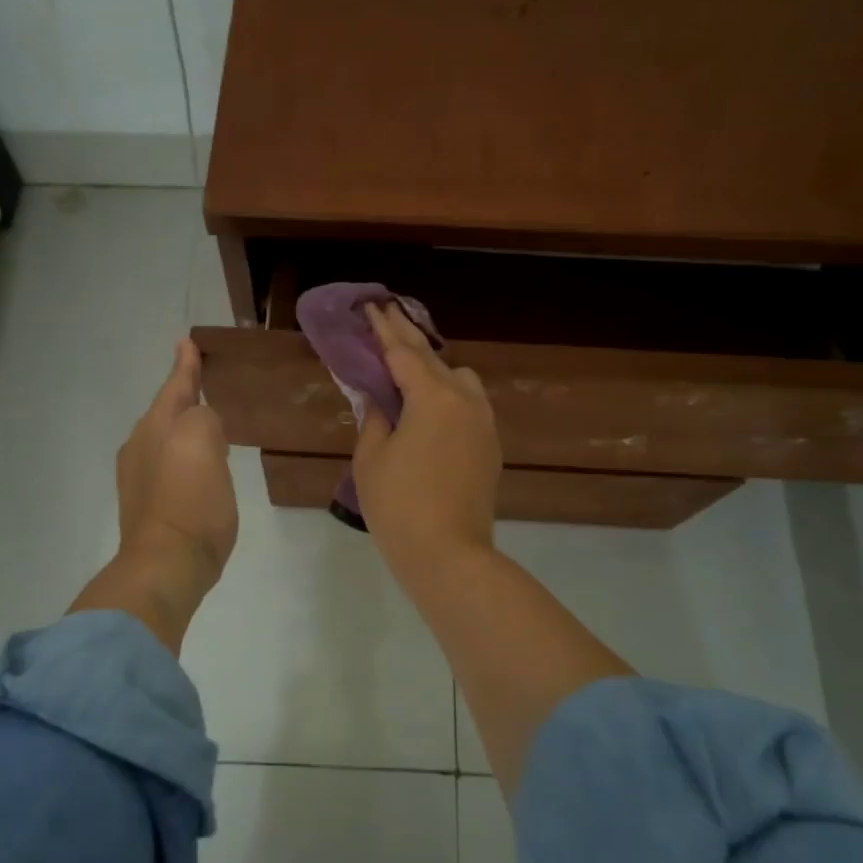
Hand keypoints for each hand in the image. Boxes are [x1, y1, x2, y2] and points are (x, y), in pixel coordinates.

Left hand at [71, 339, 236, 651]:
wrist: (167, 564)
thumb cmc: (190, 500)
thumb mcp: (204, 442)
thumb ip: (204, 418)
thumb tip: (201, 426)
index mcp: (156, 426)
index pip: (176, 386)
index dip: (185, 365)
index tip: (186, 341)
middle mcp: (141, 446)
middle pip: (167, 411)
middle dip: (184, 397)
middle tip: (203, 384)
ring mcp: (140, 478)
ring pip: (166, 438)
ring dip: (184, 428)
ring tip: (207, 425)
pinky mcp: (148, 506)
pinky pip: (169, 466)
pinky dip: (184, 457)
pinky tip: (198, 468)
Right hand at [353, 303, 500, 584]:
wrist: (449, 555)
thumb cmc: (399, 506)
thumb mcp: (371, 458)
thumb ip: (374, 417)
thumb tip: (380, 398)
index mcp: (433, 398)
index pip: (403, 353)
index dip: (384, 329)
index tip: (372, 307)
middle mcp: (465, 401)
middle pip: (432, 359)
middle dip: (407, 337)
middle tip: (388, 315)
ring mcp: (484, 423)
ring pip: (460, 380)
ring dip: (434, 369)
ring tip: (409, 371)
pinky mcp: (491, 446)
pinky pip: (469, 404)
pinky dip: (449, 394)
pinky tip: (432, 407)